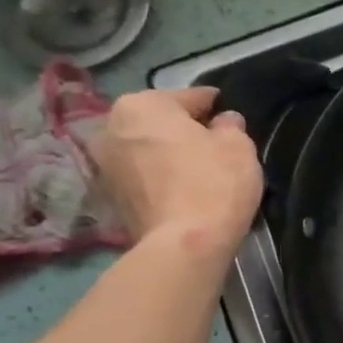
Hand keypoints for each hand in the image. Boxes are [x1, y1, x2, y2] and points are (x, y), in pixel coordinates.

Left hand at [90, 87, 262, 261]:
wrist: (183, 245)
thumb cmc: (213, 183)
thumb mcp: (238, 145)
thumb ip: (230, 126)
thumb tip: (223, 122)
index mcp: (142, 105)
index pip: (189, 97)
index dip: (215, 106)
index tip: (230, 117)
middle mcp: (111, 127)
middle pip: (160, 121)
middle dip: (184, 130)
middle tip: (215, 145)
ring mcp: (104, 165)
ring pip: (148, 149)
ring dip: (169, 154)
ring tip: (199, 169)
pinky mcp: (109, 197)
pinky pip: (142, 176)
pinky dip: (160, 178)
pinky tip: (184, 190)